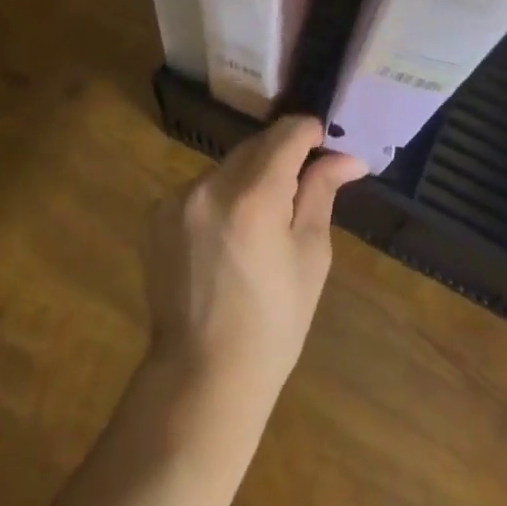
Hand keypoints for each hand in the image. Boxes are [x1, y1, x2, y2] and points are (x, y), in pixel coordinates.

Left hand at [145, 116, 365, 408]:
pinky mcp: (157, 214)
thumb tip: (348, 158)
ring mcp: (178, 199)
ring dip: (249, 175)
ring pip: (226, 166)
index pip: (285, 135)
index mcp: (254, 198)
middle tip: (303, 180)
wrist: (202, 374)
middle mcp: (210, 186)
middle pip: (254, 146)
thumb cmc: (273, 323)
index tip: (324, 140)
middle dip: (281, 154)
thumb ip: (321, 194)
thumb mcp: (310, 258)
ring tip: (264, 217)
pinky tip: (229, 232)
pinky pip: (201, 188)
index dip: (308, 131)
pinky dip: (221, 196)